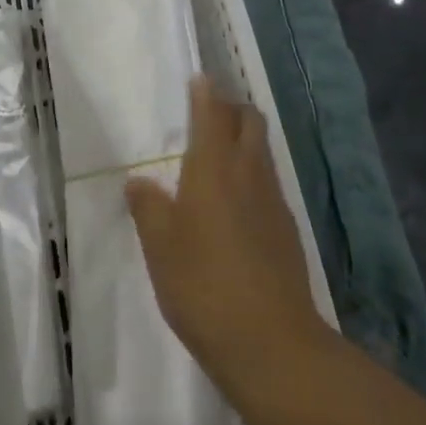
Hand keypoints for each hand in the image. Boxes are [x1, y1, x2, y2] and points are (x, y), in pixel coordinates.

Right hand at [126, 79, 334, 405]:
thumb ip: (147, 208)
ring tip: (218, 156)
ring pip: (262, 151)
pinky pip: (268, 183)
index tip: (199, 80)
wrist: (272, 344)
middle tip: (208, 115)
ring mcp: (273, 201)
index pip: (213, 113)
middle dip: (231, 109)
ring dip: (244, 140)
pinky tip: (236, 205)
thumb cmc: (203, 286)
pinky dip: (252, 175)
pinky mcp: (287, 230)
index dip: (205, 93)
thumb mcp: (160, 248)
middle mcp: (249, 173)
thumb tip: (139, 181)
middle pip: (249, 122)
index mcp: (214, 167)